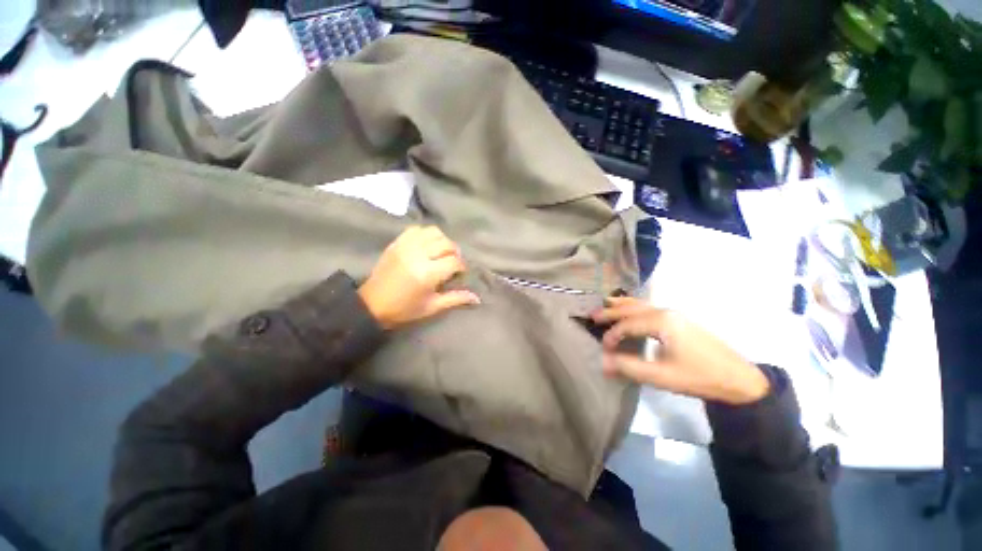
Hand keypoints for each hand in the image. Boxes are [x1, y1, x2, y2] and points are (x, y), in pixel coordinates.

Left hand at [358, 226, 480, 328]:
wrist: (371, 304)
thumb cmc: (404, 309)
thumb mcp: (432, 307)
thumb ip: (456, 299)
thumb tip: (477, 298)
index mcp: (428, 274)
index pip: (454, 261)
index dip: (461, 267)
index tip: (459, 274)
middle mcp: (418, 255)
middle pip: (446, 243)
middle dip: (454, 252)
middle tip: (452, 263)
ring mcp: (406, 246)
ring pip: (433, 232)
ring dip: (442, 241)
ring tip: (441, 252)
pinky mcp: (397, 243)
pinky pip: (416, 230)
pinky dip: (426, 234)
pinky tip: (427, 245)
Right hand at [591, 297, 769, 404]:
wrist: (740, 379)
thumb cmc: (699, 377)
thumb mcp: (661, 376)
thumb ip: (629, 367)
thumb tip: (603, 362)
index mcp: (661, 322)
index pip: (627, 324)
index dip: (612, 335)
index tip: (604, 348)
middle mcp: (665, 311)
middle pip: (631, 308)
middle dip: (611, 311)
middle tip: (592, 315)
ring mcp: (674, 314)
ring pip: (641, 304)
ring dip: (622, 305)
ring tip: (606, 305)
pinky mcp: (679, 320)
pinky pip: (649, 308)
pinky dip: (634, 307)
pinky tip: (631, 311)